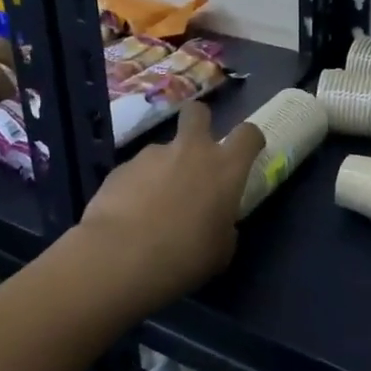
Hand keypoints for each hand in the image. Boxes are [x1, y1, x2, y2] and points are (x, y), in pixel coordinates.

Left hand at [75, 103, 266, 307]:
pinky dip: (138, 186)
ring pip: (163, 149)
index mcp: (225, 169)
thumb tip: (217, 221)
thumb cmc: (184, 257)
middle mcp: (191, 151)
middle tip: (196, 151)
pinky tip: (130, 214)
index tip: (248, 152)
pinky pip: (137, 171)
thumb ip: (224, 226)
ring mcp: (152, 155)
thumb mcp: (221, 250)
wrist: (120, 257)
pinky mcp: (121, 167)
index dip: (250, 139)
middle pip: (198, 113)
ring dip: (164, 168)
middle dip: (199, 122)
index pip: (248, 134)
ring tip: (153, 204)